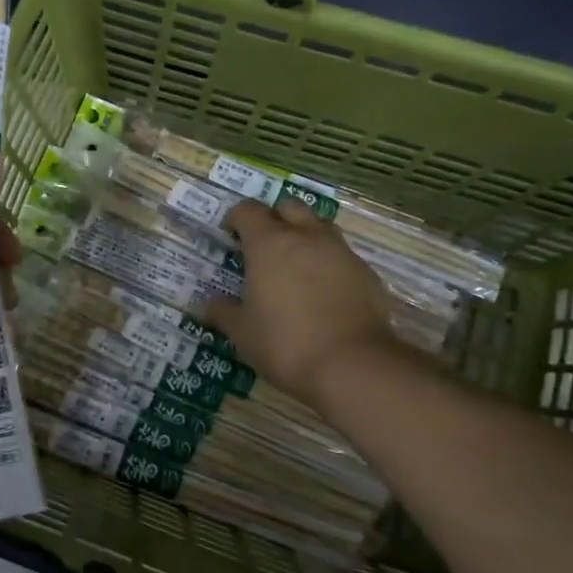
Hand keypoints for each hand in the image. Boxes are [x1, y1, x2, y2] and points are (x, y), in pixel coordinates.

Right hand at [202, 199, 398, 410]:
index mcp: (269, 244)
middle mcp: (306, 237)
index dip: (236, 218)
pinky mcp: (366, 273)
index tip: (230, 235)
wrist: (352, 365)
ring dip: (304, 235)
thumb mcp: (242, 333)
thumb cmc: (285, 343)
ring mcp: (341, 252)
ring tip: (294, 264)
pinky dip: (328, 263)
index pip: (248, 210)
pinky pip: (342, 255)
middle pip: (289, 207)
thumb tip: (205, 305)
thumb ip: (223, 313)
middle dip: (274, 218)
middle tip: (263, 245)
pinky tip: (323, 292)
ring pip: (320, 226)